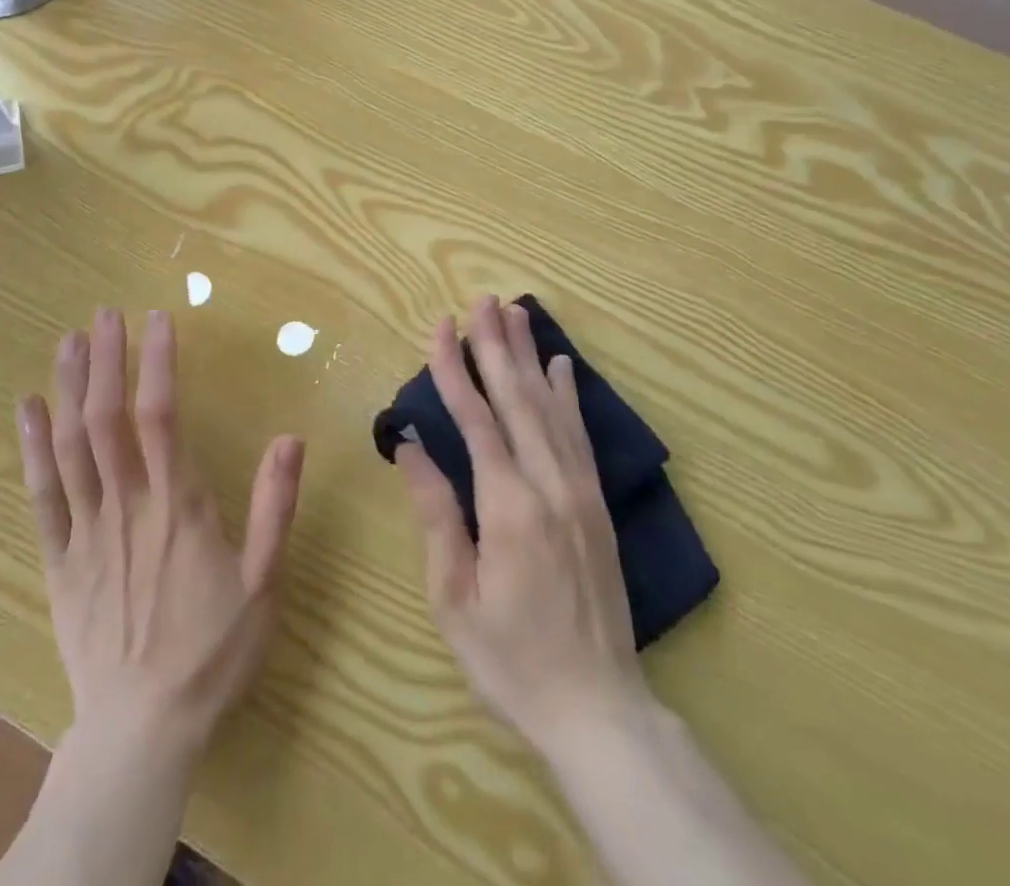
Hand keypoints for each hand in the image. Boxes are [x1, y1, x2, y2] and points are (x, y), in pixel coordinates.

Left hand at [17, 308, 305, 762]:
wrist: (143, 730)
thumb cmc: (212, 651)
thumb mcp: (263, 583)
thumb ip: (274, 507)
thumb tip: (291, 437)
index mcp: (177, 508)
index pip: (160, 417)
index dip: (156, 363)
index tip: (157, 319)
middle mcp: (126, 507)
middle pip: (107, 420)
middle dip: (106, 360)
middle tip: (105, 313)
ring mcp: (86, 532)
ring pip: (70, 447)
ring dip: (69, 389)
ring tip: (69, 340)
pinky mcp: (59, 560)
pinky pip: (41, 495)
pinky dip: (32, 448)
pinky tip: (29, 408)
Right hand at [395, 295, 643, 758]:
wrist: (598, 708)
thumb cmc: (511, 658)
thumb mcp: (454, 596)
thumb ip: (436, 513)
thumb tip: (411, 446)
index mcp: (509, 507)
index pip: (476, 420)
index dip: (455, 369)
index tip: (441, 327)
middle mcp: (550, 485)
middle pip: (519, 399)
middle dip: (496, 345)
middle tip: (482, 300)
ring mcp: (581, 491)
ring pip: (552, 407)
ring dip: (530, 357)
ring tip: (516, 313)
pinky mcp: (598, 503)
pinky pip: (582, 435)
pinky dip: (570, 395)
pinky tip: (563, 366)